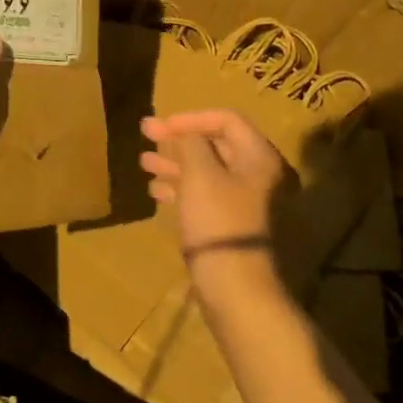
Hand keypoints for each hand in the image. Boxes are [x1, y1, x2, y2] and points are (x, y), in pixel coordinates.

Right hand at [140, 109, 289, 297]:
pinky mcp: (230, 222)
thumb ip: (191, 143)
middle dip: (178, 139)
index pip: (226, 119)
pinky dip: (180, 188)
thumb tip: (186, 133)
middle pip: (215, 144)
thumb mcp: (200, 173)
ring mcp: (244, 201)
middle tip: (145, 134)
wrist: (233, 285)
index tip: (160, 125)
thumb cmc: (218, 219)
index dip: (191, 117)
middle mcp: (256, 174)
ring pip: (206, 171)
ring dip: (174, 163)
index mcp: (258, 157)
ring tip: (144, 163)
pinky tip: (155, 191)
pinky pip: (204, 195)